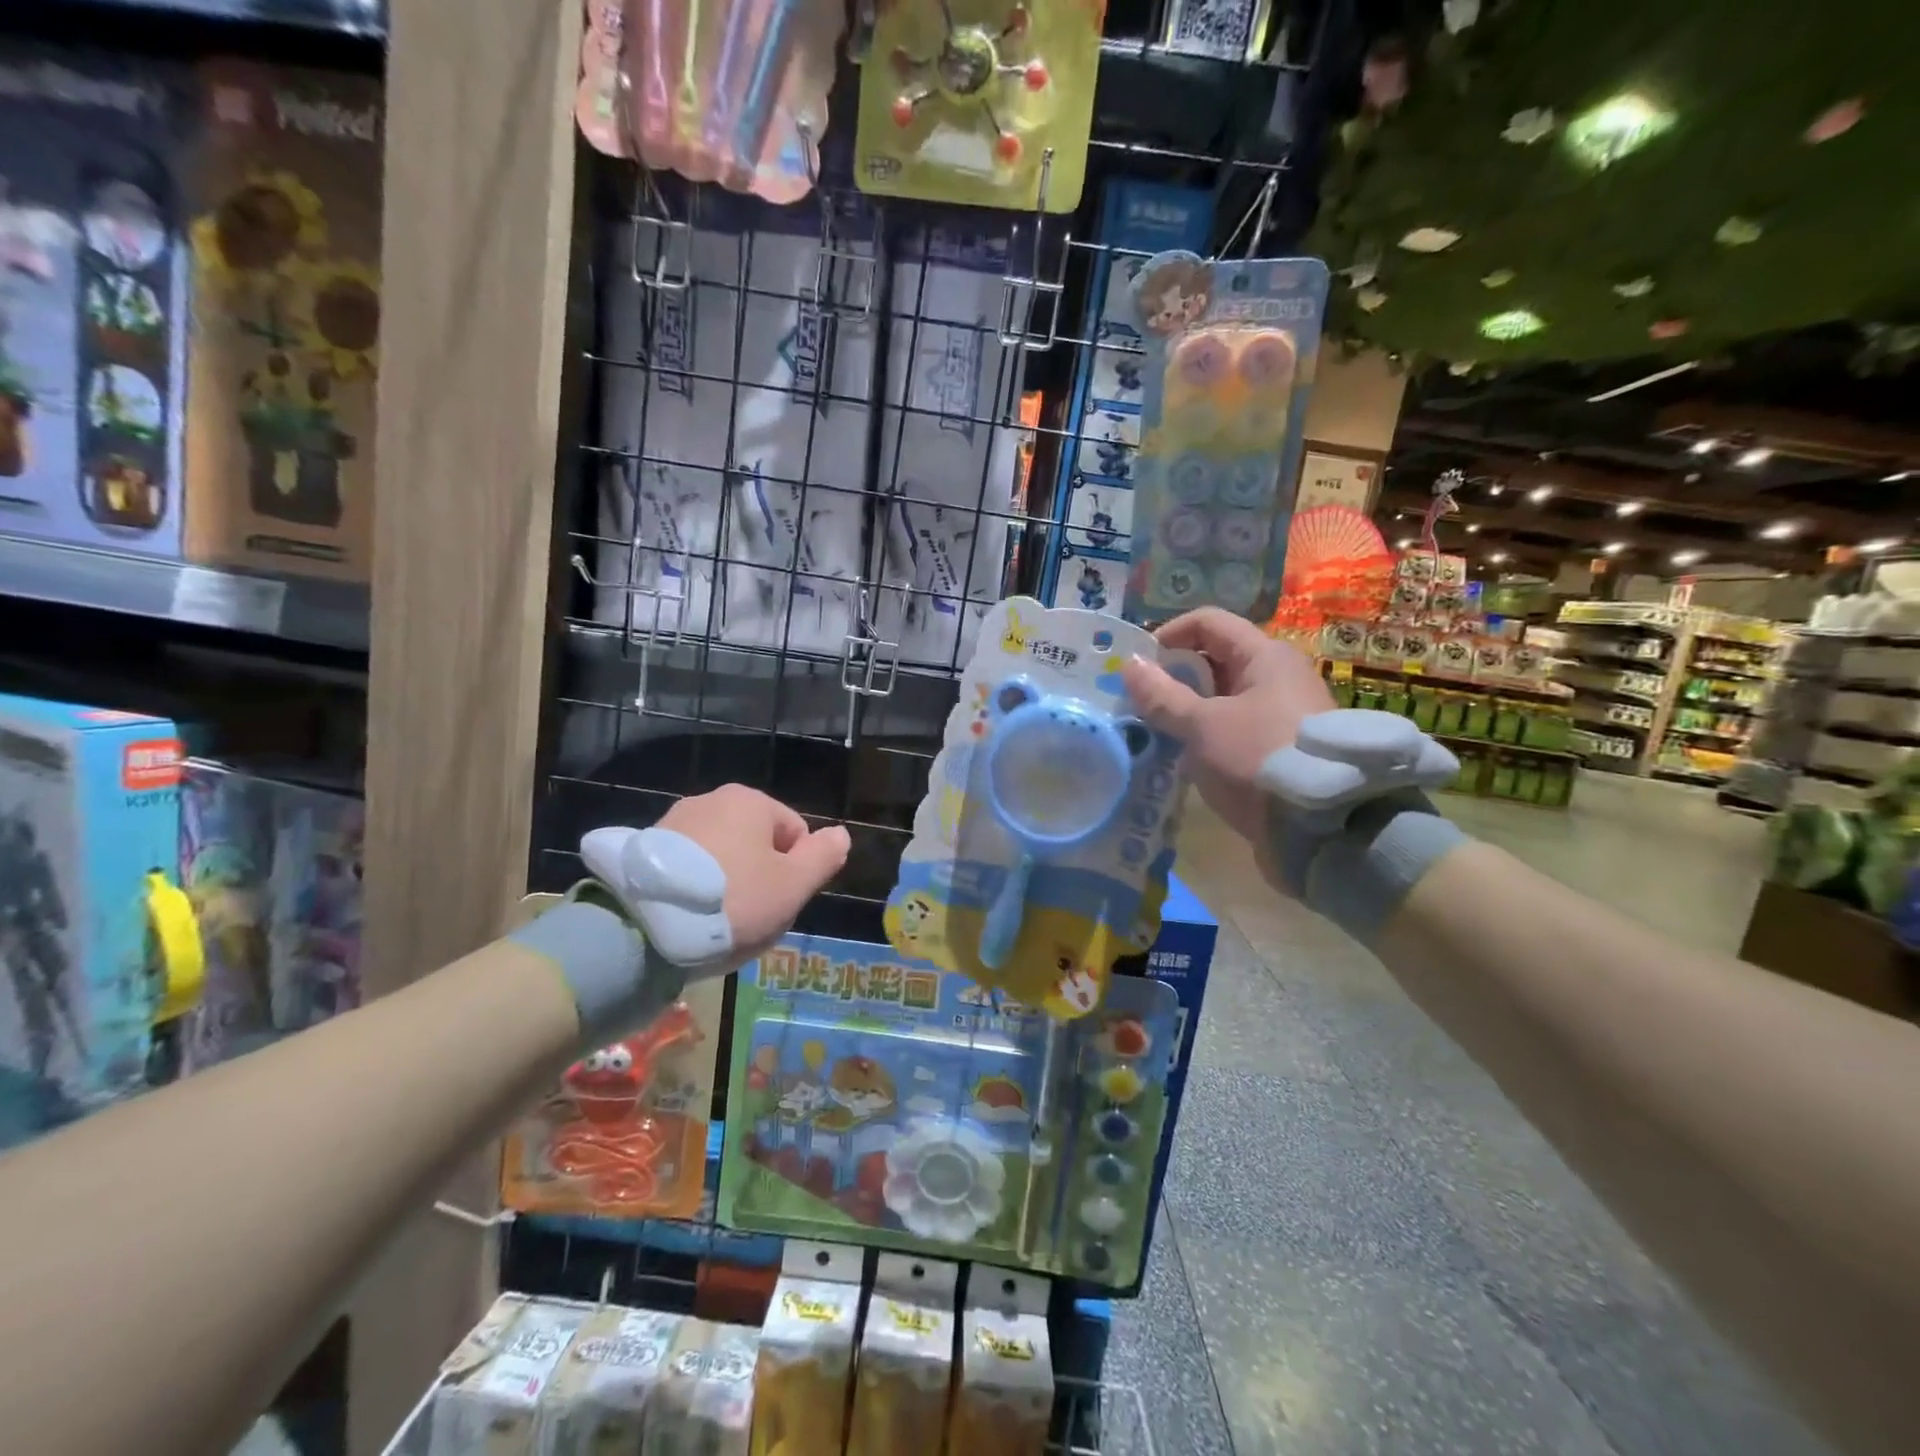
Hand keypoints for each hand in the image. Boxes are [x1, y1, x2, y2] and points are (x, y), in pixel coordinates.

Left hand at [657, 785, 850, 960]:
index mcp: (751, 801)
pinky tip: (686, 916)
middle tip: (749, 916)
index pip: (795, 833)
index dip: (795, 871)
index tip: (777, 902)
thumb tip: (840, 834)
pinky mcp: (644, 849)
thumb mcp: (792, 886)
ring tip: (714, 920)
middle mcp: (711, 800)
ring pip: (721, 855)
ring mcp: (673, 822)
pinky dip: (694, 887)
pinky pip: (686, 866)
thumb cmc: (732, 901)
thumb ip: (823, 857)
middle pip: (756, 842)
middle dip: (759, 877)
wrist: (642, 928)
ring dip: (726, 883)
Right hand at [1121, 607, 1334, 845]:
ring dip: (1185, 707)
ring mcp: (1281, 711)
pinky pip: (1232, 724)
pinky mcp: (1278, 744)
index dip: (1168, 636)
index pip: (1207, 623)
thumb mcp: (1202, 727)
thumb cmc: (1258, 760)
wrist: (1323, 827)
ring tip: (1155, 731)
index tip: (1138, 667)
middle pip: (1213, 657)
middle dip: (1172, 676)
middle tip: (1140, 703)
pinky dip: (1204, 731)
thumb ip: (1163, 696)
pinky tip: (1183, 754)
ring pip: (1221, 695)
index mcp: (1264, 656)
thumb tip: (1130, 665)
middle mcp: (1276, 675)